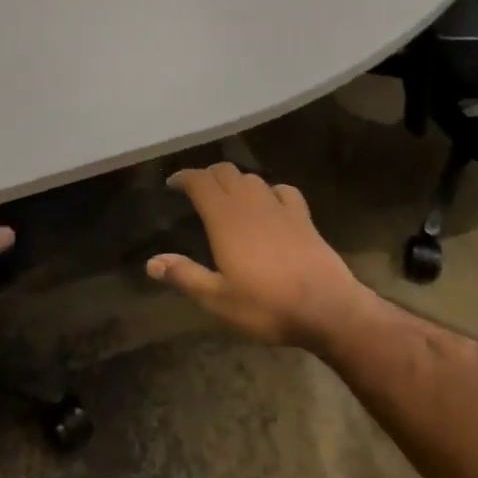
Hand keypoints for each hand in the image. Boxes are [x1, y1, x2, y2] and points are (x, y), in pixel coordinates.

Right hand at [147, 163, 374, 349]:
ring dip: (236, 181)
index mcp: (225, 217)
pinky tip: (270, 203)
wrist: (326, 306)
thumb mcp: (218, 299)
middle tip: (196, 190)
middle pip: (225, 172)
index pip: (200, 181)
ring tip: (228, 197)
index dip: (184, 177)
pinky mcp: (302, 214)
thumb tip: (151, 262)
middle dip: (207, 175)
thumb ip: (185, 276)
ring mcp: (279, 205)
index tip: (172, 183)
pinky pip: (282, 190)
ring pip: (251, 178)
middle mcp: (250, 202)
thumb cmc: (266, 304)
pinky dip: (270, 191)